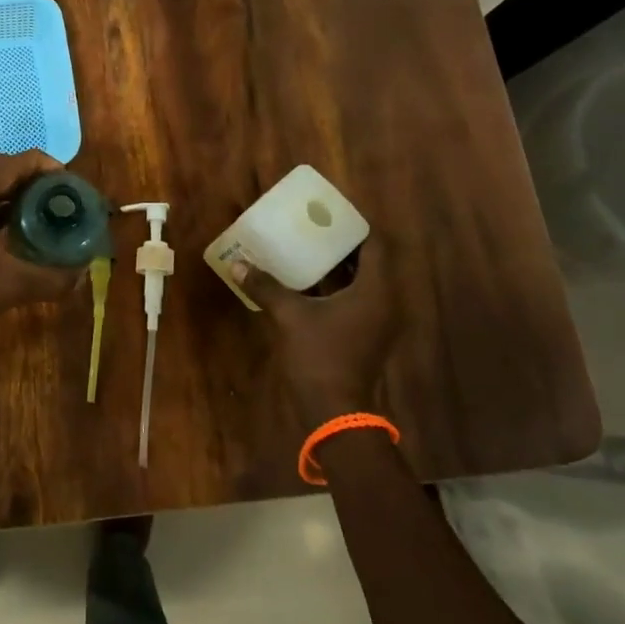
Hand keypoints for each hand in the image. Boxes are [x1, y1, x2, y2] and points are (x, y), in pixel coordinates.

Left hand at [0, 149, 84, 354]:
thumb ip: (52, 277)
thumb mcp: (10, 286)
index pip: (13, 162)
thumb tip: (82, 274)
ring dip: (3, 185)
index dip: (45, 167)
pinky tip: (4, 224)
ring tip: (33, 207)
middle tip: (50, 194)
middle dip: (23, 173)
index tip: (68, 184)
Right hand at [234, 242, 401, 434]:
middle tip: (314, 226)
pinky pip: (357, 299)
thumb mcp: (290, 317)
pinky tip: (309, 281)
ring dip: (340, 265)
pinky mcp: (366, 334)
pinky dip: (338, 286)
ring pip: (364, 281)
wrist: (335, 410)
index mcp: (377, 291)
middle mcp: (386, 302)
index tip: (330, 213)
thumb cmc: (319, 357)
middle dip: (344, 243)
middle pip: (372, 261)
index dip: (356, 226)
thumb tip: (238, 264)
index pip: (377, 245)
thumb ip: (267, 287)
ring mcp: (378, 321)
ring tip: (309, 247)